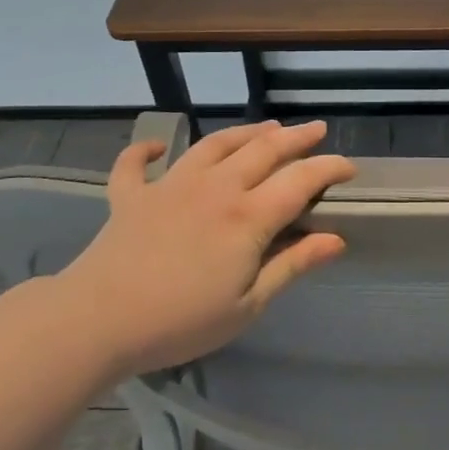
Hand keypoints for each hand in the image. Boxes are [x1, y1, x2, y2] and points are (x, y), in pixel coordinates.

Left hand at [56, 120, 356, 375]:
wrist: (99, 319)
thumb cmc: (181, 321)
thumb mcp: (248, 305)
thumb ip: (292, 266)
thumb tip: (336, 239)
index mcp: (247, 216)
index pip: (299, 181)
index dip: (328, 168)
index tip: (349, 166)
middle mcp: (215, 187)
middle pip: (263, 150)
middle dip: (295, 137)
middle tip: (315, 129)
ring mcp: (170, 184)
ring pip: (214, 144)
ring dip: (244, 132)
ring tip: (265, 128)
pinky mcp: (132, 194)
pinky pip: (137, 164)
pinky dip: (146, 150)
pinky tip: (157, 146)